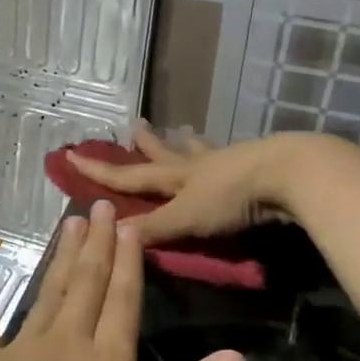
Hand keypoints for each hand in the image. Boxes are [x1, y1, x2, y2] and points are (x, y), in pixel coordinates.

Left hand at [0, 198, 245, 360]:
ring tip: (70, 221)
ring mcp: (19, 351)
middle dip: (98, 243)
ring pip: (47, 291)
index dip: (130, 260)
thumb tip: (237, 356)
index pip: (124, 300)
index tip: (130, 223)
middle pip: (87, 284)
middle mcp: (66, 344)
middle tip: (102, 204)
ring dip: (60, 255)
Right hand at [67, 122, 307, 246]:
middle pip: (165, 154)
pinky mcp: (254, 166)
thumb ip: (154, 228)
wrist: (288, 175)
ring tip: (184, 131)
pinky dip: (220, 155)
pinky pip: (228, 158)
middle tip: (135, 126)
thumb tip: (113, 235)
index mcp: (176, 177)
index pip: (129, 174)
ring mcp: (227, 162)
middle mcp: (197, 165)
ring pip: (199, 151)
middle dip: (146, 145)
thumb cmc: (232, 197)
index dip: (100, 169)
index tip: (72, 154)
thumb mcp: (187, 217)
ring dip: (187, 144)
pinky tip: (229, 154)